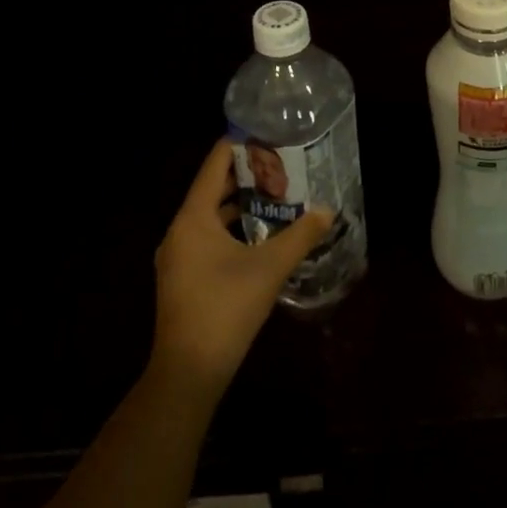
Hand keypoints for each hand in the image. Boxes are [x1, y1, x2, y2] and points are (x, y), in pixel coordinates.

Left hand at [151, 141, 335, 391]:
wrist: (187, 374)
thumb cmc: (225, 309)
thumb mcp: (269, 268)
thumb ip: (300, 236)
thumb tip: (328, 210)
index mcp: (193, 217)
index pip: (215, 164)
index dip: (240, 145)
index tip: (269, 133)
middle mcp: (180, 229)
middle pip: (212, 188)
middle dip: (246, 175)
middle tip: (281, 162)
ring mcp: (178, 256)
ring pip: (210, 215)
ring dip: (239, 204)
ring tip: (276, 193)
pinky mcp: (182, 278)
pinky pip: (206, 237)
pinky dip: (230, 228)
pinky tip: (259, 234)